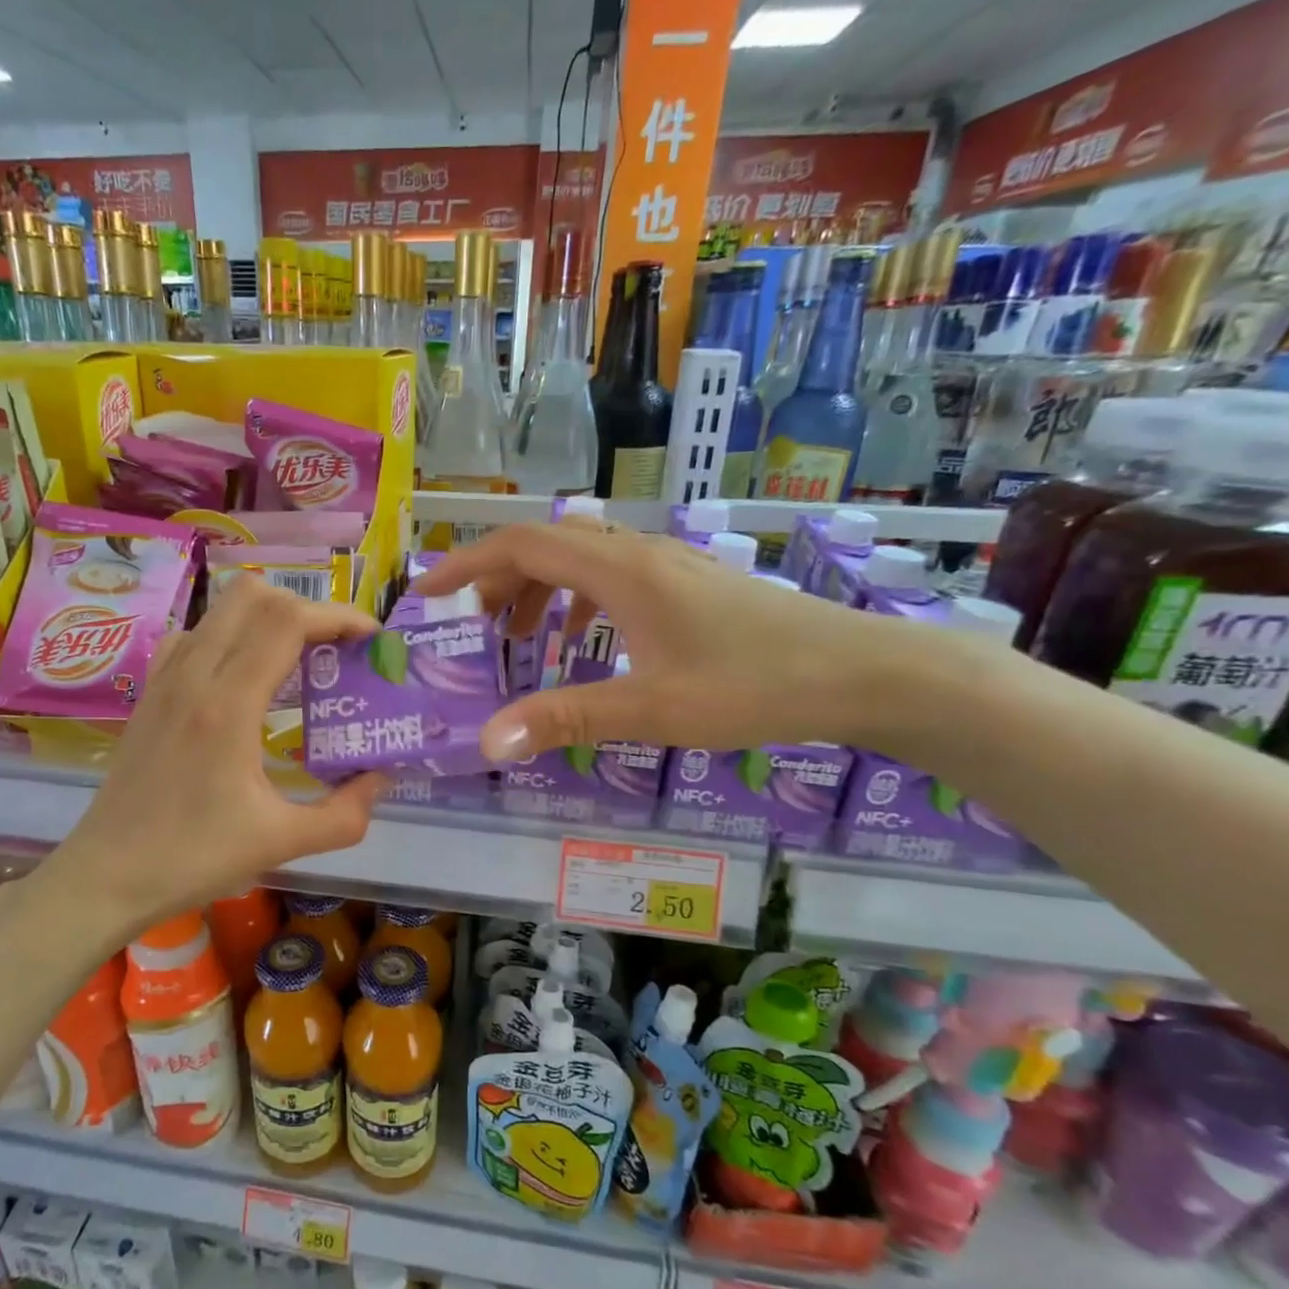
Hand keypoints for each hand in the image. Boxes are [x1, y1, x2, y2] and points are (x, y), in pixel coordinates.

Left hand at [56, 577, 387, 928]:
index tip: (371, 639)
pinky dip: (230, 636)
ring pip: (221, 609)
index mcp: (228, 704)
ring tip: (298, 661)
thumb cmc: (192, 858)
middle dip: (306, 608)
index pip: (287, 620)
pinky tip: (243, 678)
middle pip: (254, 595)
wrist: (107, 876)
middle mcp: (194, 675)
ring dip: (268, 618)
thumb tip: (381, 779)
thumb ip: (345, 814)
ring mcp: (165, 679)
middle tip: (335, 649)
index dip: (338, 615)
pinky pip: (195, 635)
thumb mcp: (281, 843)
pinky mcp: (150, 692)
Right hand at [417, 521, 900, 758]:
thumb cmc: (753, 685)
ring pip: (581, 560)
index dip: (466, 564)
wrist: (861, 671)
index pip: (523, 545)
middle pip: (547, 546)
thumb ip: (565, 719)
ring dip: (538, 590)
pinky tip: (585, 642)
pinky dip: (577, 601)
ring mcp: (669, 565)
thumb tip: (489, 743)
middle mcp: (640, 555)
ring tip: (520, 640)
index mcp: (621, 572)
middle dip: (498, 581)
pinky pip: (612, 577)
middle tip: (472, 629)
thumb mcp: (651, 709)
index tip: (426, 593)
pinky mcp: (690, 584)